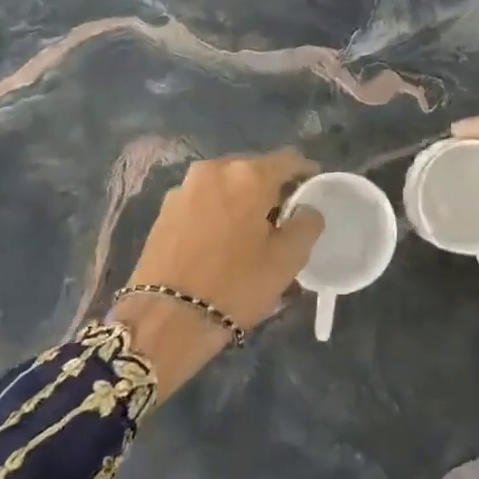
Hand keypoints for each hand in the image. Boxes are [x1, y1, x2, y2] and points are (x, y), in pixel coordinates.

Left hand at [114, 150, 323, 400]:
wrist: (166, 319)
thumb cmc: (235, 285)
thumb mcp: (287, 259)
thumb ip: (307, 224)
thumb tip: (307, 209)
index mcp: (249, 175)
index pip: (289, 160)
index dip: (306, 172)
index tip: (313, 190)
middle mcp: (215, 170)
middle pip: (254, 170)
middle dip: (271, 188)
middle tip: (284, 216)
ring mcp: (185, 188)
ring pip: (226, 185)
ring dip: (242, 200)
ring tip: (252, 230)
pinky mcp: (165, 210)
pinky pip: (204, 201)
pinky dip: (219, 212)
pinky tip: (222, 239)